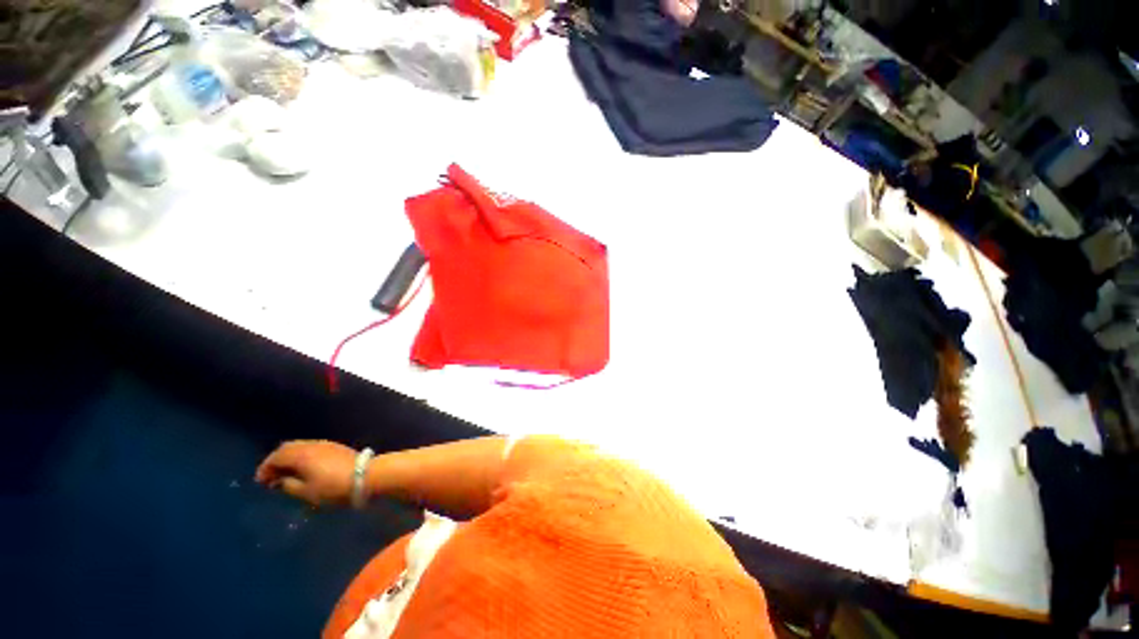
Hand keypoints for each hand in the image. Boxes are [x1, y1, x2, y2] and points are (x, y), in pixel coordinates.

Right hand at [255, 440, 359, 505]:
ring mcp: (326, 444)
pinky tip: (304, 471)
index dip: (265, 468)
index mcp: (301, 454)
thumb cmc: (333, 487)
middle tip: (271, 478)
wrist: (367, 476)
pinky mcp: (336, 448)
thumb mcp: (306, 492)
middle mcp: (313, 445)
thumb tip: (279, 480)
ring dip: (290, 459)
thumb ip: (288, 485)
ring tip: (286, 476)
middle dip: (277, 461)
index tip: (261, 482)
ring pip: (301, 447)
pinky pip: (312, 449)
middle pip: (289, 448)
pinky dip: (302, 458)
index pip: (277, 455)